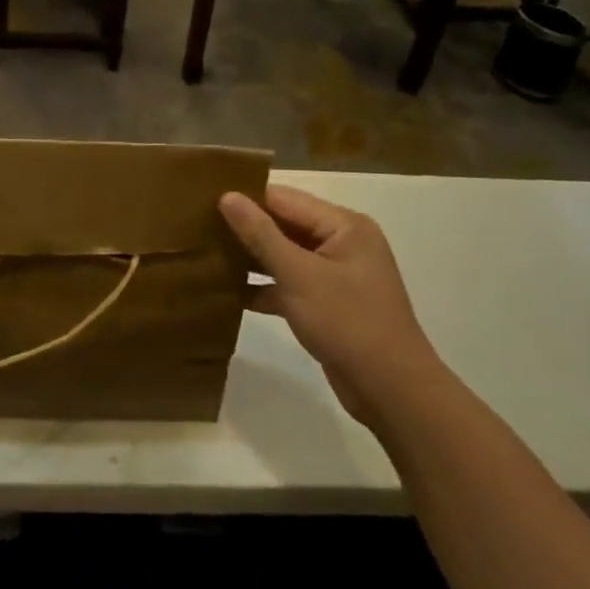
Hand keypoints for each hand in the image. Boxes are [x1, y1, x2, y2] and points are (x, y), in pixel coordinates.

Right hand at [219, 186, 441, 427]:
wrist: (392, 391)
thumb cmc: (348, 323)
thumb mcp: (299, 275)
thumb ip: (261, 234)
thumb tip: (227, 196)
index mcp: (344, 226)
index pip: (285, 199)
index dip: (246, 198)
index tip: (202, 199)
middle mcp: (342, 243)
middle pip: (285, 224)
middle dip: (245, 228)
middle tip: (197, 226)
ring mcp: (335, 274)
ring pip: (284, 255)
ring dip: (251, 258)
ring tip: (205, 255)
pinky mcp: (327, 303)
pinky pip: (288, 283)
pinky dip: (263, 286)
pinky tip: (226, 292)